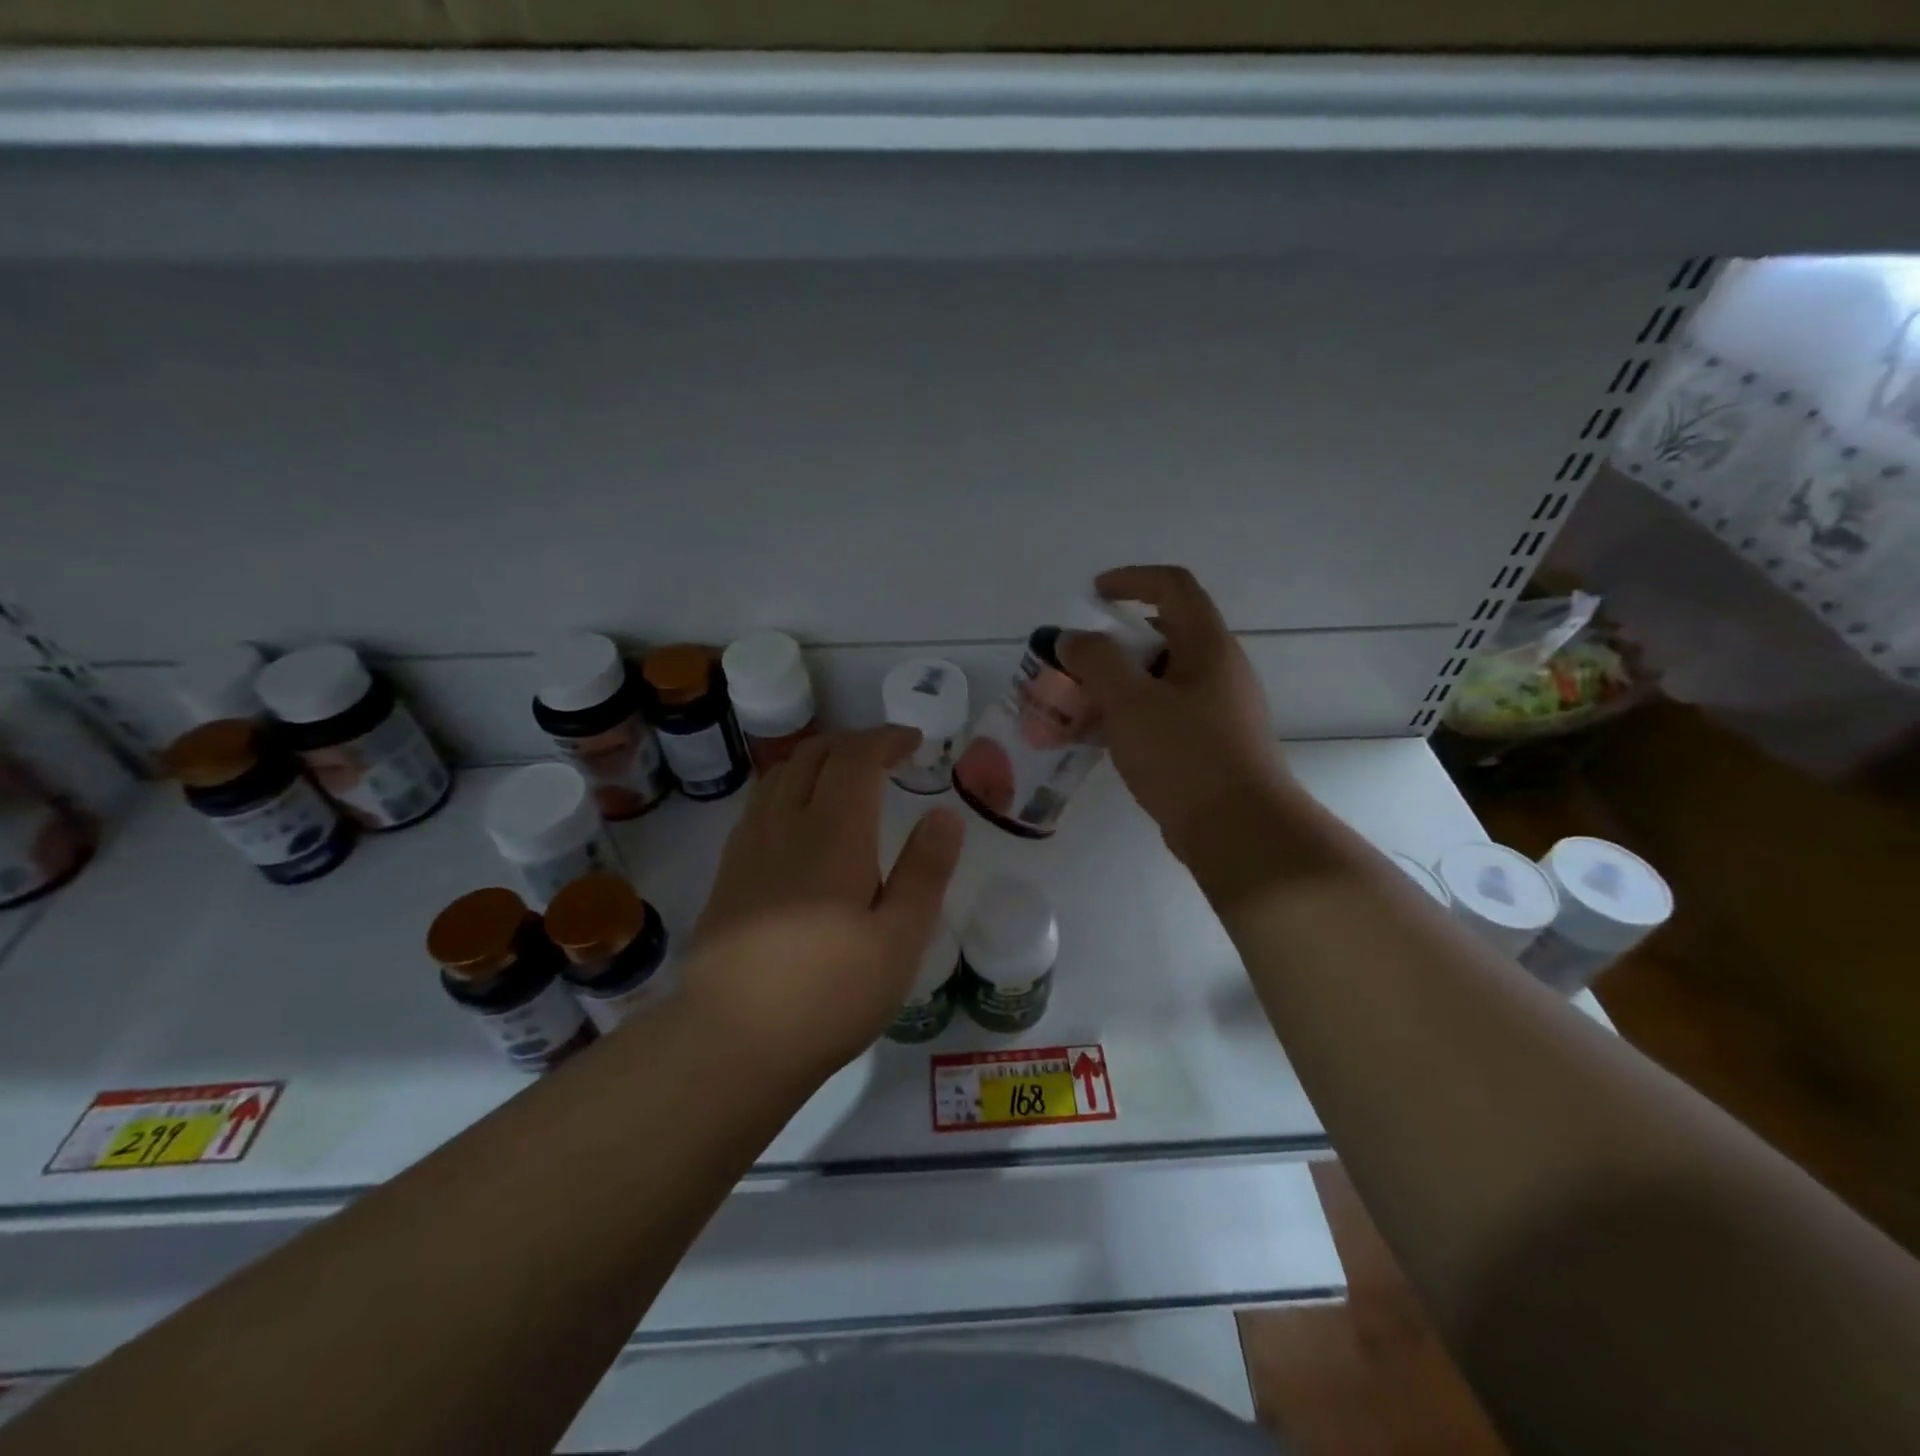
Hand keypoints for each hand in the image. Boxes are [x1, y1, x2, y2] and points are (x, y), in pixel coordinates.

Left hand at [683, 727, 964, 1085]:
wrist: (732, 1041)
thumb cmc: (830, 993)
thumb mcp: (900, 939)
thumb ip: (925, 871)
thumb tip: (945, 814)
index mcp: (833, 833)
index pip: (856, 757)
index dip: (886, 739)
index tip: (914, 742)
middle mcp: (785, 825)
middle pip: (813, 755)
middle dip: (853, 743)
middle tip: (886, 756)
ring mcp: (748, 847)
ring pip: (779, 775)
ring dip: (817, 761)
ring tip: (845, 778)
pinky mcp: (728, 873)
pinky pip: (760, 804)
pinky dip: (788, 787)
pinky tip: (800, 820)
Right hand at [1059, 565, 1289, 865]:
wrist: (1240, 831)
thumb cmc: (1186, 757)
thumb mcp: (1131, 702)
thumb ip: (1096, 661)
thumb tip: (1072, 638)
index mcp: (1207, 646)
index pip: (1173, 587)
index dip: (1131, 580)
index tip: (1092, 596)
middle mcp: (1217, 671)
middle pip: (1163, 634)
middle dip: (1113, 642)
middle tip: (1076, 662)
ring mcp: (1216, 710)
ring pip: (1159, 679)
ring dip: (1117, 683)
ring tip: (1077, 704)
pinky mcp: (1208, 745)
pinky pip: (1162, 714)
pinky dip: (1129, 715)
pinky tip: (1099, 738)